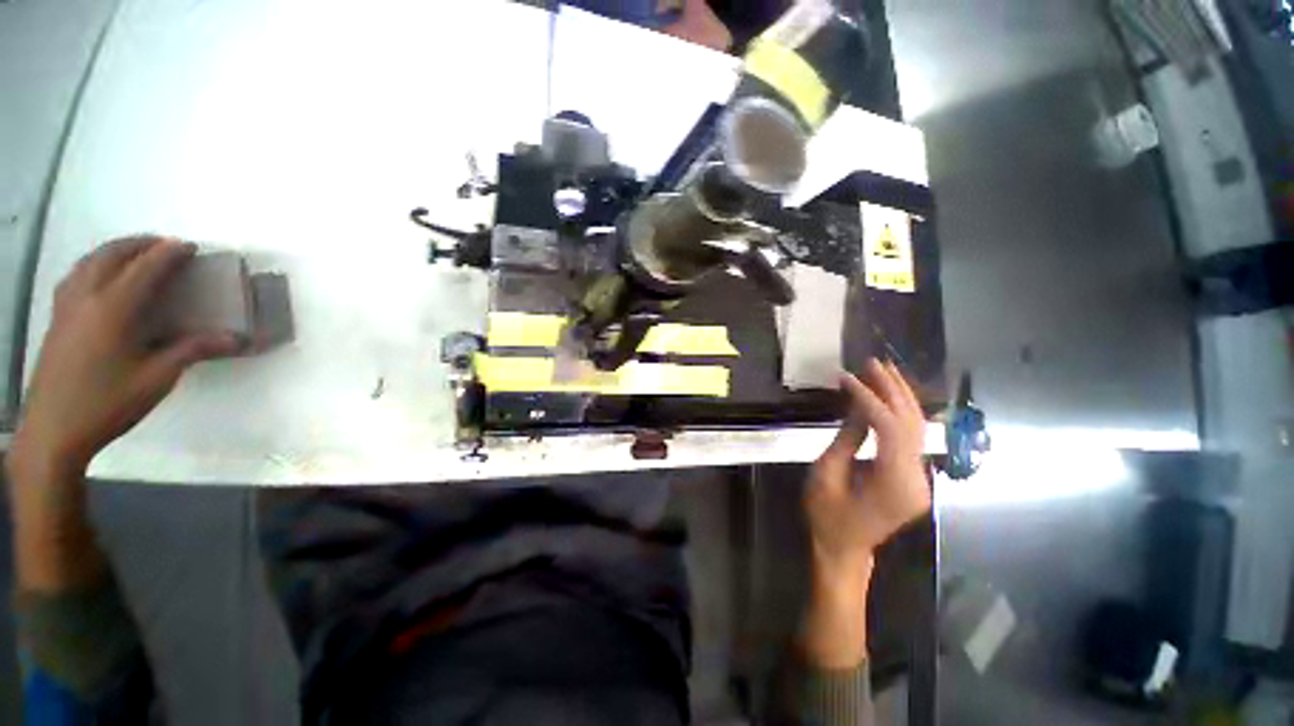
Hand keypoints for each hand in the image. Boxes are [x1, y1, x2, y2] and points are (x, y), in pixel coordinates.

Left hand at [11, 236, 238, 474]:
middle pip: (112, 255)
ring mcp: (66, 307)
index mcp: (113, 309)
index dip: (169, 253)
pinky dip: (93, 265)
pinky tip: (100, 278)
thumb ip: (193, 350)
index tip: (190, 247)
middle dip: (140, 244)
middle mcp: (86, 298)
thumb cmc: (108, 403)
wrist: (54, 431)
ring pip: (88, 262)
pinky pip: (74, 276)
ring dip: (114, 250)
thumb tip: (238, 339)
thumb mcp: (157, 379)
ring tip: (134, 254)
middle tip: (165, 245)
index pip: (145, 268)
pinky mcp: (57, 320)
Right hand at [805, 359, 929, 579]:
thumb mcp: (827, 474)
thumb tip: (859, 405)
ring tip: (881, 371)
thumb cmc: (826, 515)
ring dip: (900, 396)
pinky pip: (910, 438)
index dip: (869, 398)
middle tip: (872, 363)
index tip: (847, 378)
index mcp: (895, 483)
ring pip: (917, 428)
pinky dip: (898, 413)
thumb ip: (847, 438)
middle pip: (912, 423)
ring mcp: (920, 479)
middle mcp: (917, 479)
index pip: (889, 428)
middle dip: (892, 389)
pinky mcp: (913, 477)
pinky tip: (887, 395)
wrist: (843, 549)